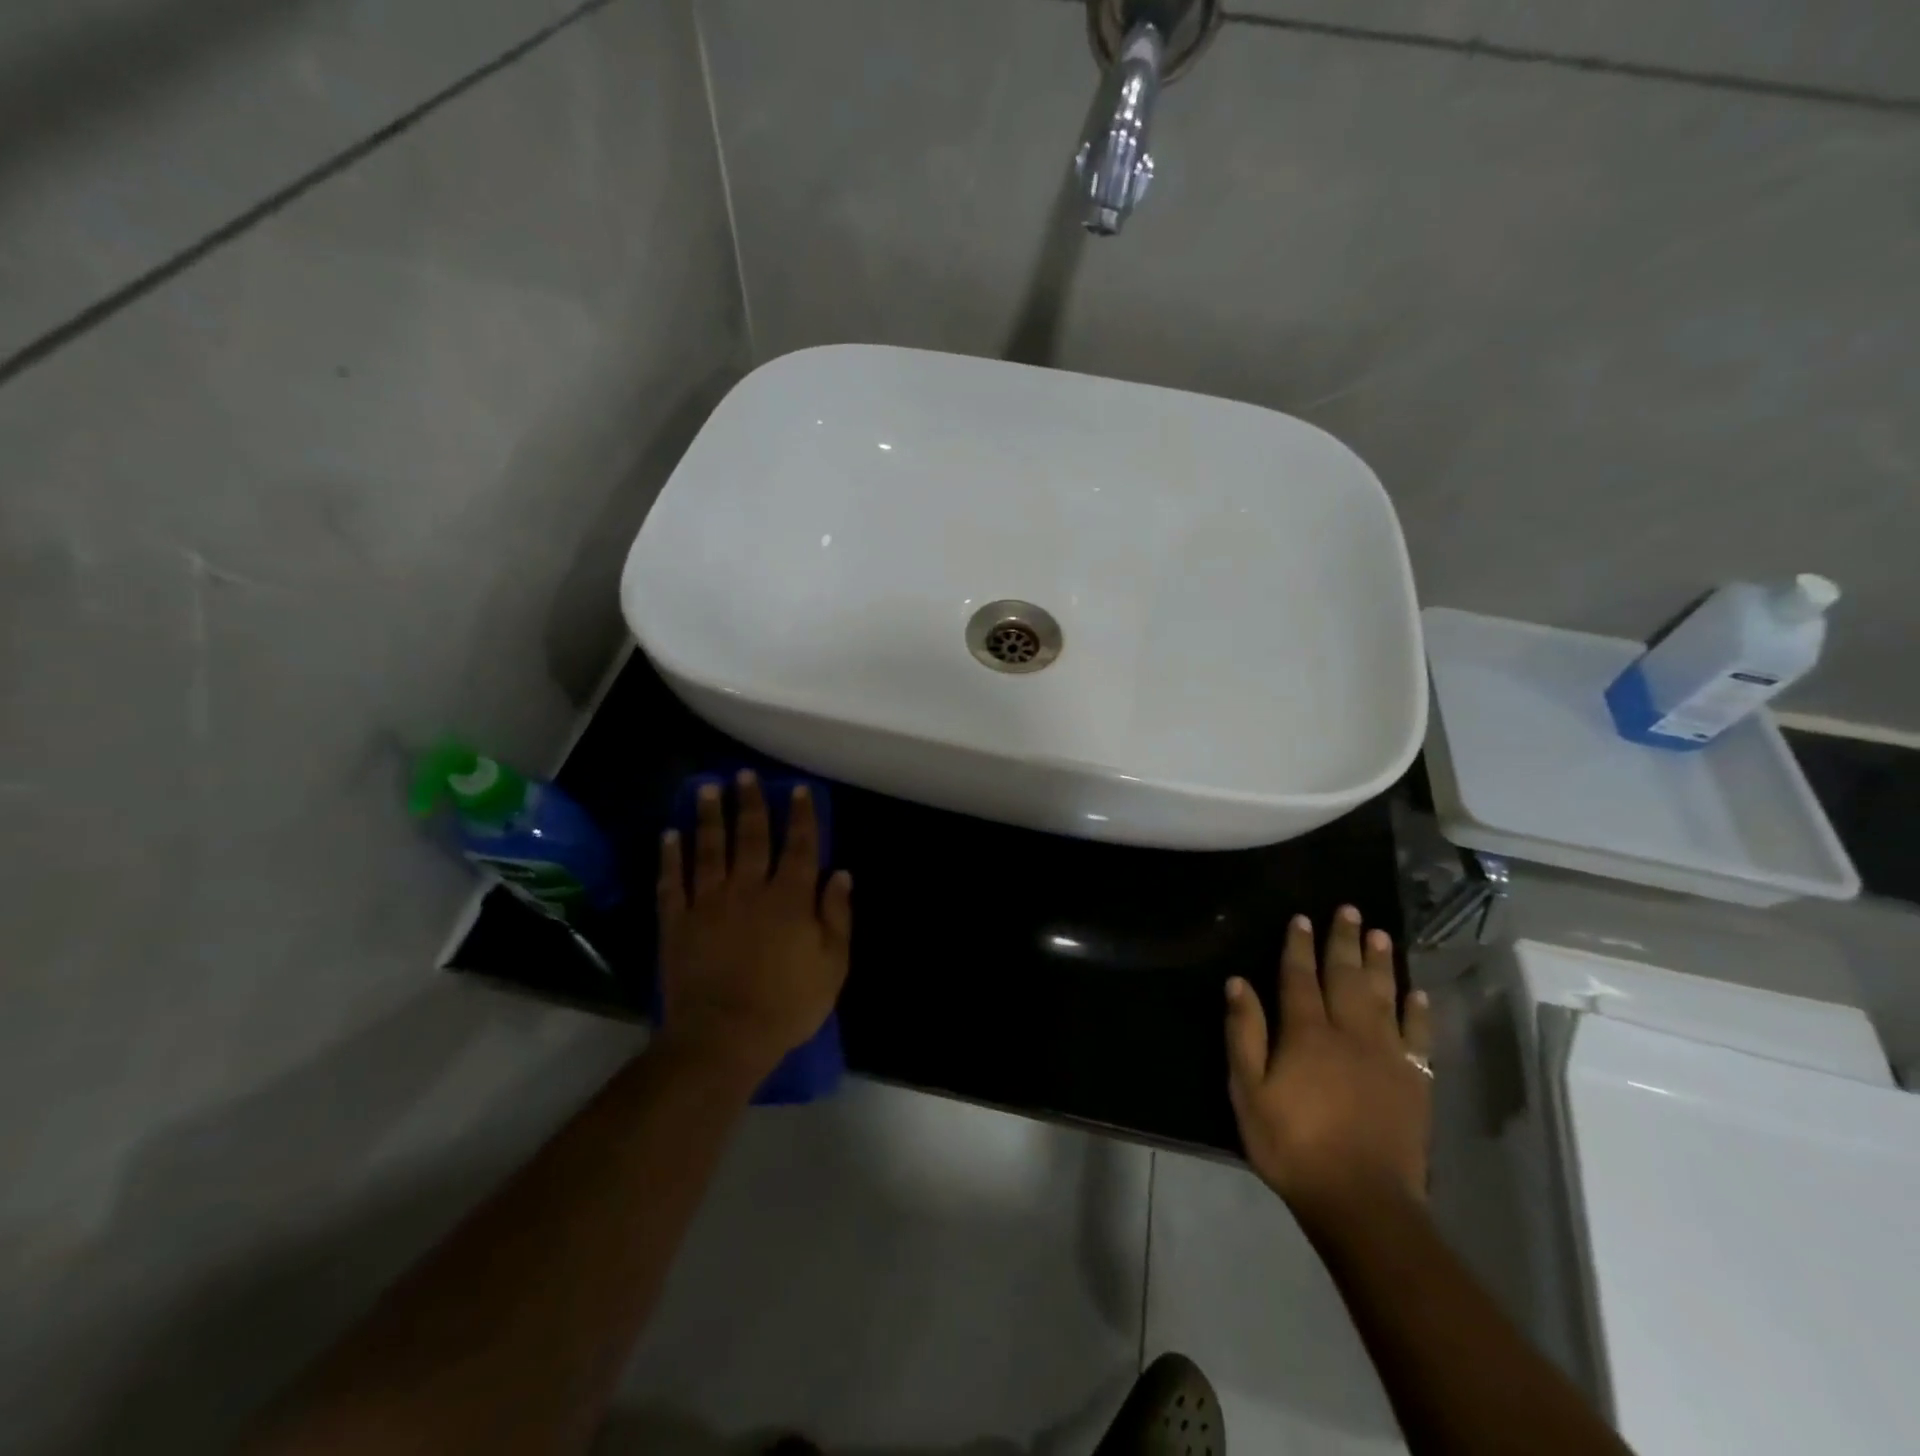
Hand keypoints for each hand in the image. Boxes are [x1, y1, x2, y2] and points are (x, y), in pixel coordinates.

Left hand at [656, 772, 852, 1083]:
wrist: (723, 1037)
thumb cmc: (787, 1004)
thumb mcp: (832, 965)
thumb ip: (837, 916)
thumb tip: (841, 874)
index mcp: (790, 898)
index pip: (799, 846)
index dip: (801, 815)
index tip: (797, 789)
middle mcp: (749, 889)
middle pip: (750, 836)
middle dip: (750, 803)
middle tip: (744, 774)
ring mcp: (709, 903)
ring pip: (708, 849)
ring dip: (708, 816)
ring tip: (706, 788)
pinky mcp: (677, 923)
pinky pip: (672, 882)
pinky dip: (670, 857)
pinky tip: (669, 835)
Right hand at [1224, 907, 1432, 1219]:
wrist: (1362, 1200)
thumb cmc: (1293, 1144)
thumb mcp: (1248, 1091)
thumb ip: (1245, 1033)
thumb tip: (1238, 983)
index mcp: (1306, 1033)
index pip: (1300, 977)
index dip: (1299, 946)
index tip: (1301, 918)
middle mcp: (1349, 1032)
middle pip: (1345, 976)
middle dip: (1344, 941)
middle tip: (1348, 909)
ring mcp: (1387, 1055)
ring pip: (1383, 996)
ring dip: (1381, 963)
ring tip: (1380, 934)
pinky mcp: (1414, 1081)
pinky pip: (1419, 1036)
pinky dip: (1419, 1011)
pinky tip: (1418, 992)